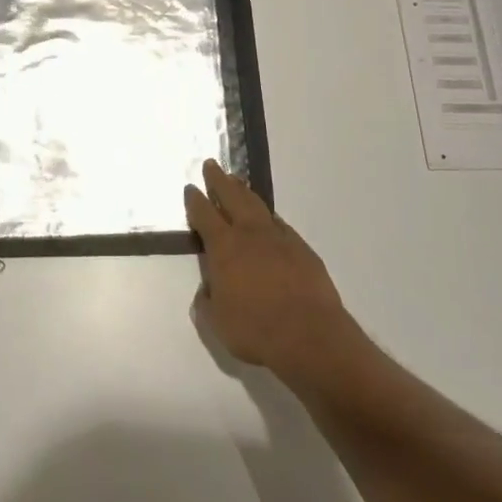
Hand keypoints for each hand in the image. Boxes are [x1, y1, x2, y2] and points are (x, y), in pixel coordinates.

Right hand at [185, 159, 355, 378]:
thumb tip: (208, 289)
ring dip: (244, 192)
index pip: (204, 215)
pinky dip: (268, 216)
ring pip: (257, 205)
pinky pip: (279, 224)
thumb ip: (207, 301)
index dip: (195, 201)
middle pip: (232, 197)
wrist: (310, 335)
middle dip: (219, 180)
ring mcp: (279, 238)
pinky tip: (268, 218)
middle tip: (212, 165)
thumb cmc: (256, 329)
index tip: (190, 188)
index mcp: (224, 247)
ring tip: (237, 182)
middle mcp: (250, 234)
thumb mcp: (217, 322)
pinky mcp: (302, 249)